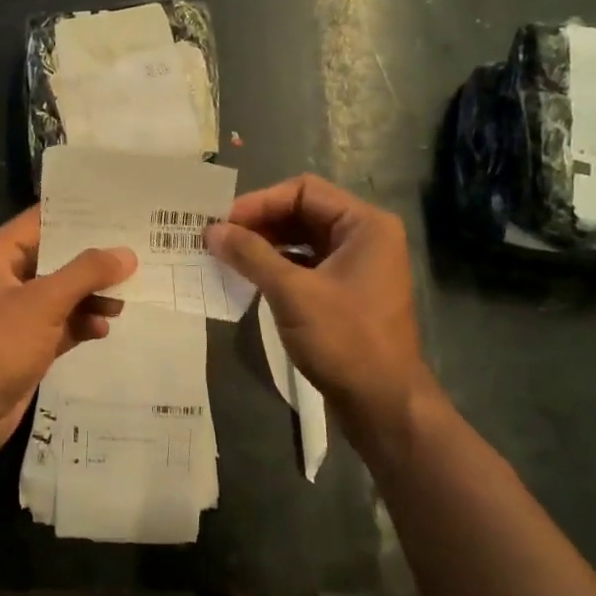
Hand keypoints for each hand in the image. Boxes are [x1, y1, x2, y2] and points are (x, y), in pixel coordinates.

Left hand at [0, 206, 136, 467]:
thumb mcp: (43, 303)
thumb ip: (86, 273)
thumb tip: (126, 254)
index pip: (42, 220)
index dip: (80, 215)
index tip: (121, 210)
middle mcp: (5, 277)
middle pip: (56, 257)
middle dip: (95, 259)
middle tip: (139, 251)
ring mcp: (15, 313)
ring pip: (62, 293)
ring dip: (92, 294)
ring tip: (128, 296)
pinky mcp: (25, 344)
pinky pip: (60, 324)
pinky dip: (81, 323)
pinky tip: (105, 328)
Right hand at [205, 175, 442, 438]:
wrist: (383, 404)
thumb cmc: (344, 340)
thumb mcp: (293, 293)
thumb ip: (251, 255)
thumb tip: (211, 231)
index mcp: (365, 224)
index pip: (303, 191)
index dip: (260, 202)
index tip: (222, 223)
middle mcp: (365, 237)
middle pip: (303, 212)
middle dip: (259, 223)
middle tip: (217, 239)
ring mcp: (357, 266)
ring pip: (302, 240)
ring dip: (265, 245)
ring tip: (226, 257)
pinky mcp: (346, 292)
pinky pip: (306, 265)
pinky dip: (277, 267)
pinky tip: (248, 278)